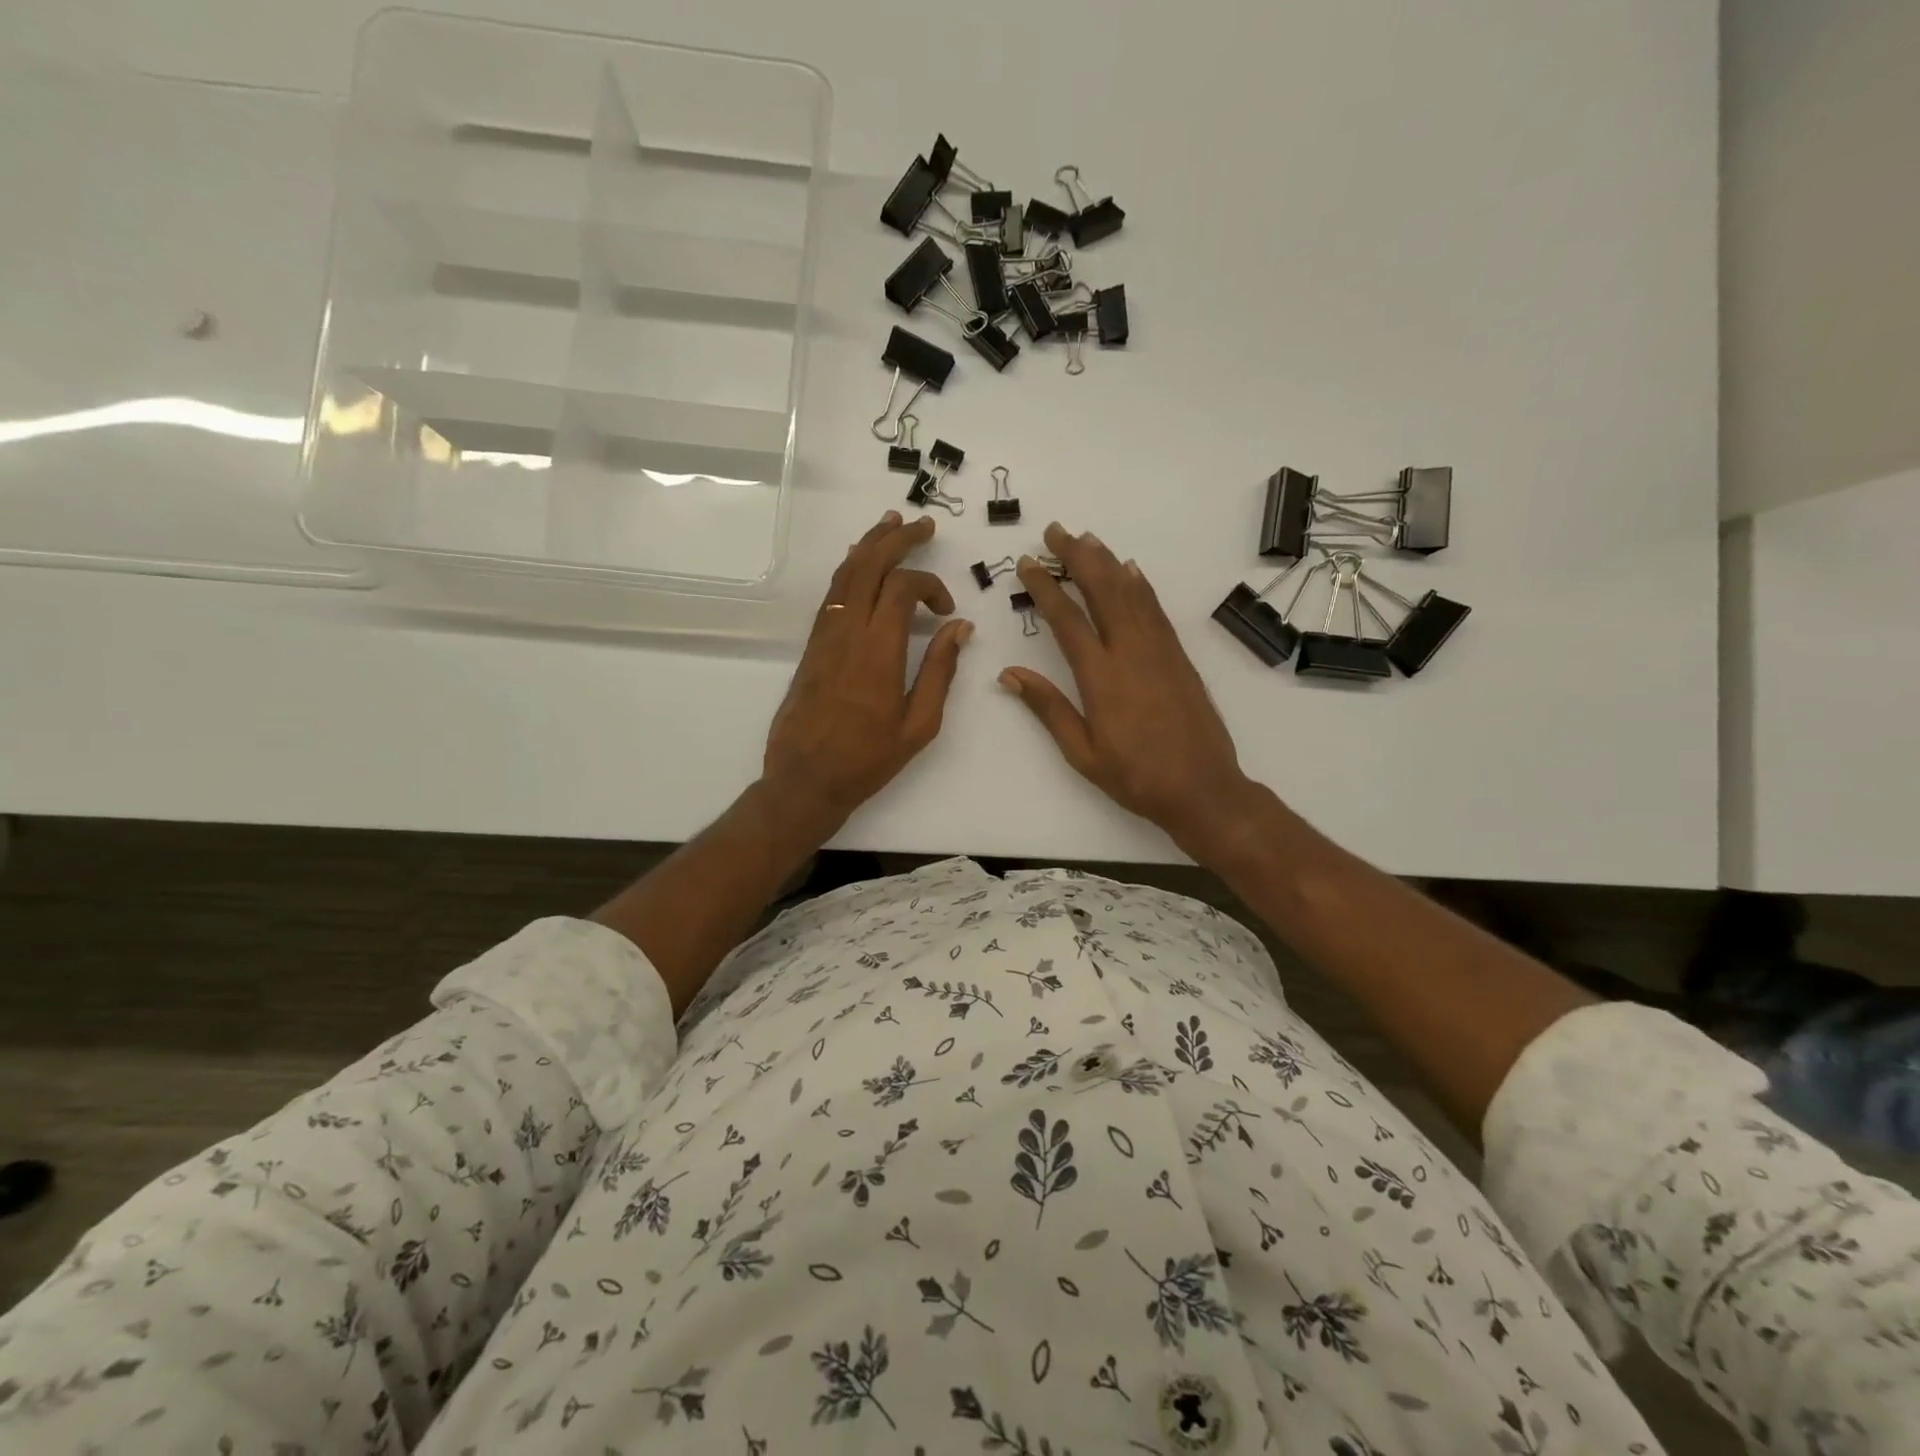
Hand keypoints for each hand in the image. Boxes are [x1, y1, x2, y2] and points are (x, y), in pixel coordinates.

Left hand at [763, 511, 971, 833]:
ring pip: (845, 574)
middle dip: (897, 539)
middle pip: (868, 566)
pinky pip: (832, 594)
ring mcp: (825, 637)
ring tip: (891, 524)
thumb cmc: (868, 759)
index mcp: (878, 652)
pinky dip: (849, 570)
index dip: (929, 585)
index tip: (946, 610)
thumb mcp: (918, 724)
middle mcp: (847, 633)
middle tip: (923, 525)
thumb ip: (940, 671)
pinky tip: (860, 561)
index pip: (901, 588)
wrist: (805, 780)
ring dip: (869, 545)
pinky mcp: (812, 646)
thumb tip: (960, 628)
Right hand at [1001, 522, 1252, 855]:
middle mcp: (1130, 653)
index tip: (1026, 563)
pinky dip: (1140, 586)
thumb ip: (1048, 708)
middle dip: (1076, 557)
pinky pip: (1156, 610)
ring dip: (1107, 562)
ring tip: (1087, 539)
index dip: (1045, 587)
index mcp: (1100, 677)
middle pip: (1101, 592)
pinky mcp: (1178, 657)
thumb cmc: (1135, 776)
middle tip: (1056, 531)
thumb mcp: (1082, 752)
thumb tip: (1010, 674)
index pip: (1067, 620)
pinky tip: (1131, 571)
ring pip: (1130, 594)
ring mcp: (1159, 651)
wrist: (1202, 788)